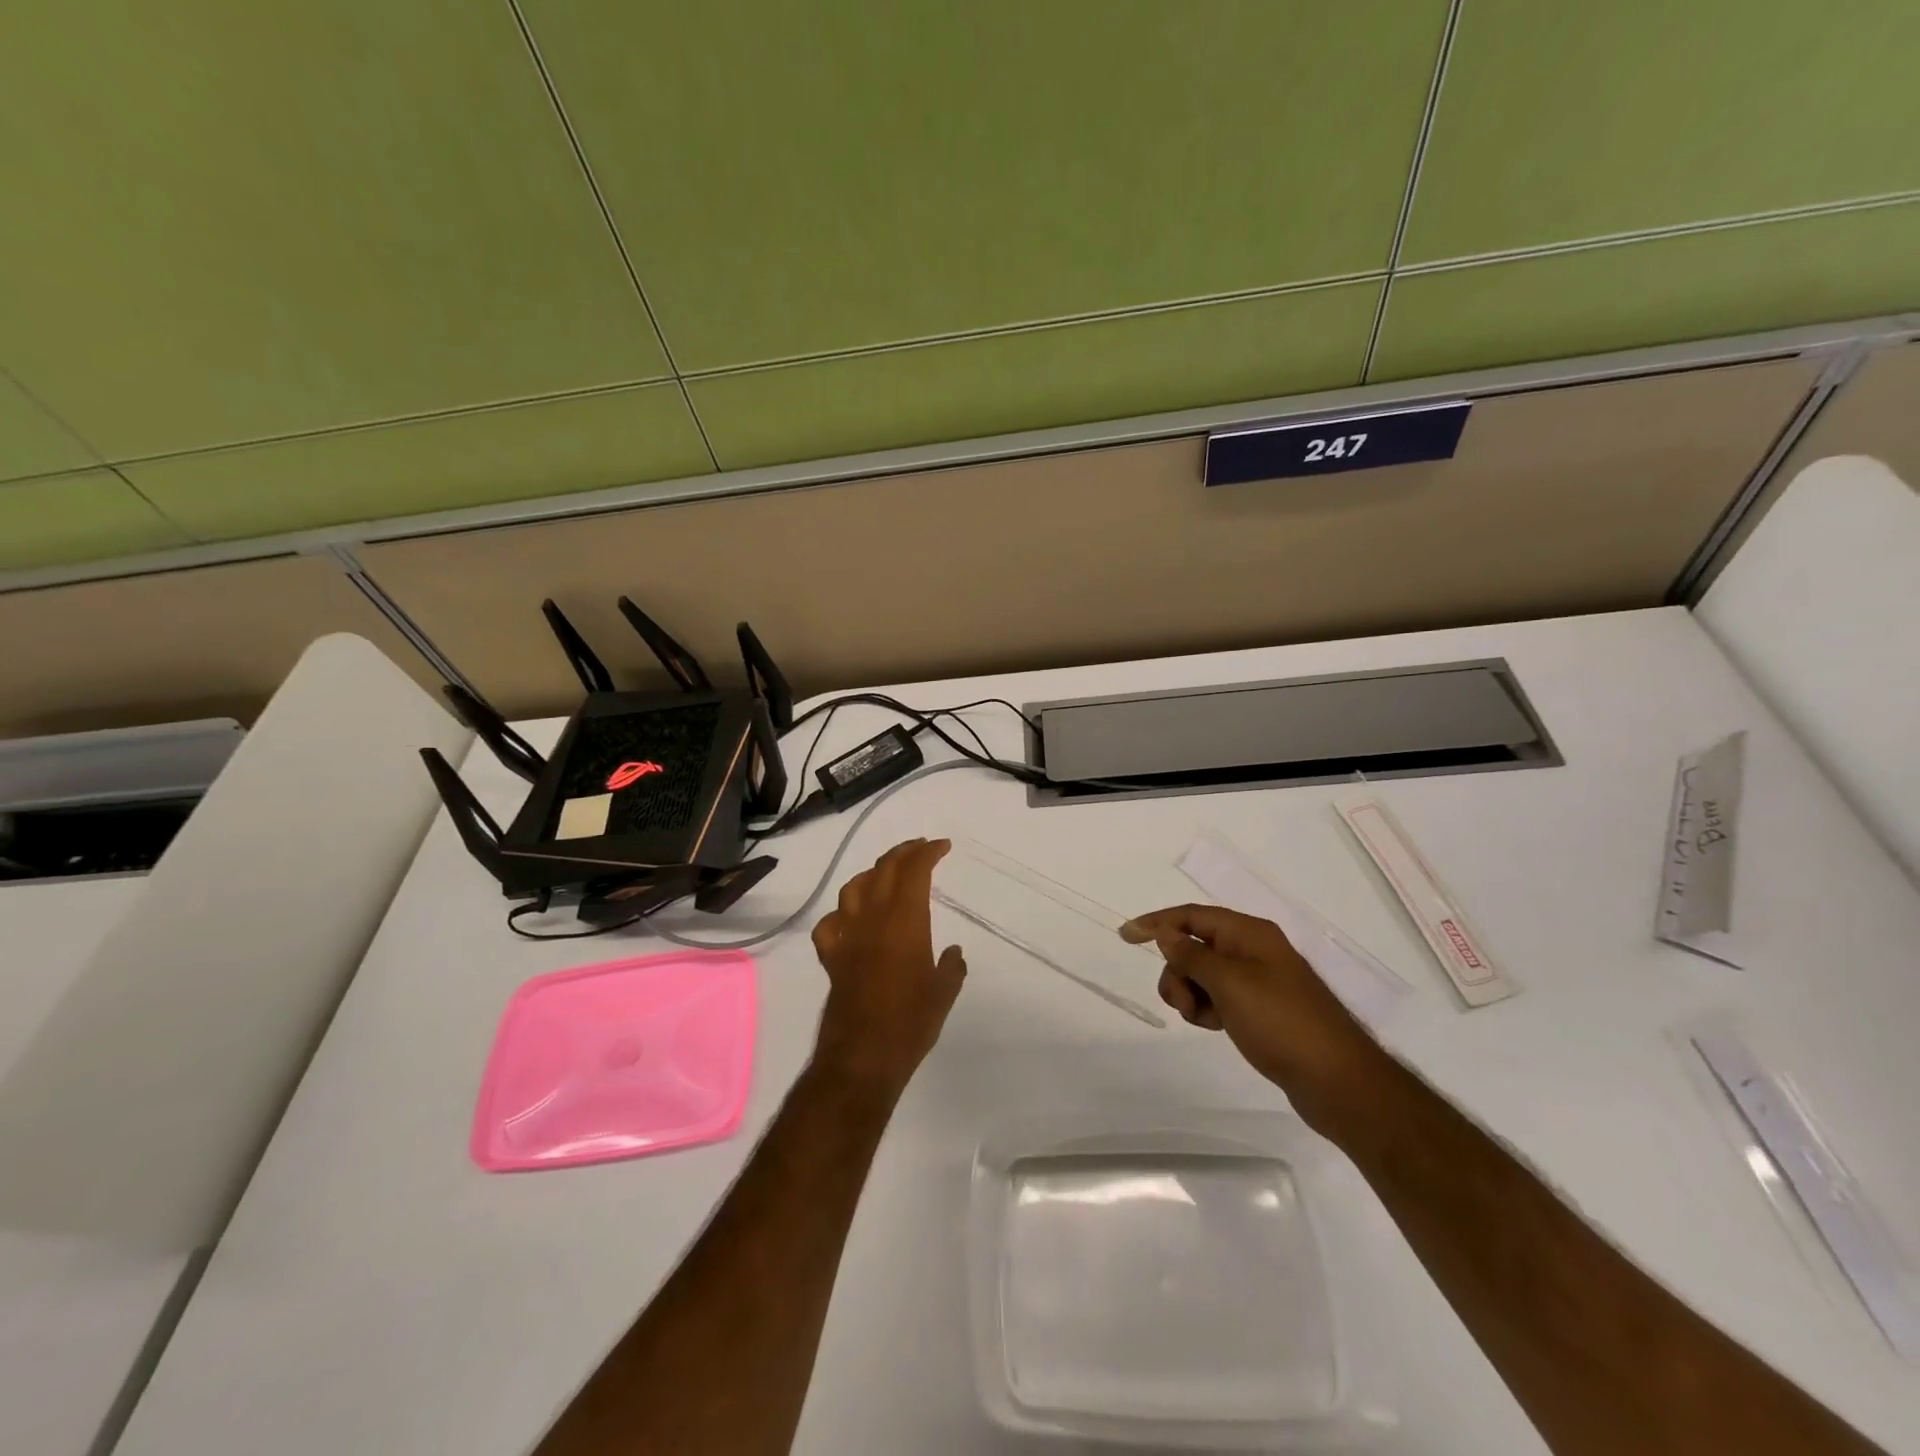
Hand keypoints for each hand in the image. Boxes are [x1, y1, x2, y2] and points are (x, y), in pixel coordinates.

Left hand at [810, 838, 966, 1095]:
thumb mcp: (944, 992)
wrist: (862, 1056)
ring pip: (854, 888)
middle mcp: (872, 919)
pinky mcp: (831, 958)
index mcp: (904, 921)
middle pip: (883, 870)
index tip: (942, 846)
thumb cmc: (911, 1022)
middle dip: (903, 853)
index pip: (914, 871)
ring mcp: (847, 936)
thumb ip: (951, 967)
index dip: (927, 852)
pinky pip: (831, 923)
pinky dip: (843, 913)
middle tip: (920, 849)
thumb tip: (954, 953)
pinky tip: (851, 919)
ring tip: (886, 874)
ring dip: (872, 873)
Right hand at [1122, 904, 1378, 1125]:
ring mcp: (1258, 981)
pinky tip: (1216, 1028)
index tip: (1125, 936)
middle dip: (1178, 971)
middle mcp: (1252, 950)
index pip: (1192, 916)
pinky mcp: (1260, 1009)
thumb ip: (1192, 954)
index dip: (1156, 922)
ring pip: (1202, 975)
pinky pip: (1217, 998)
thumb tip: (1167, 934)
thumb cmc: (1281, 1022)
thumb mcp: (1229, 983)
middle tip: (1183, 1002)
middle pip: (1193, 947)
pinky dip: (1207, 1009)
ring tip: (1204, 1020)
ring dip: (1190, 994)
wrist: (1337, 1081)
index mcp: (1249, 933)